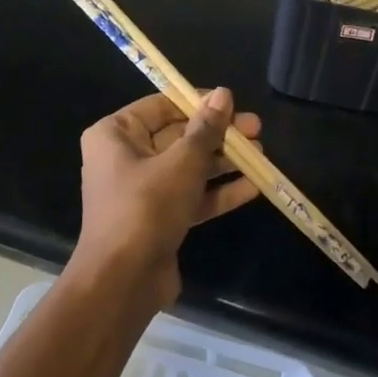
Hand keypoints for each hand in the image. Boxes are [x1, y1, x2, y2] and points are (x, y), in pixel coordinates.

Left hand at [74, 89, 261, 305]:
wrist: (123, 282)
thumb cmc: (146, 207)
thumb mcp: (182, 162)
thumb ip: (206, 128)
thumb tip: (223, 94)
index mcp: (115, 134)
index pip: (162, 106)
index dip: (198, 102)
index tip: (232, 103)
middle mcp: (125, 158)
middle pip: (179, 137)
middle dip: (219, 135)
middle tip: (256, 130)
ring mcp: (142, 191)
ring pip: (188, 168)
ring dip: (224, 162)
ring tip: (262, 154)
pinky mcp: (158, 220)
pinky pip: (191, 197)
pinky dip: (218, 192)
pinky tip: (253, 186)